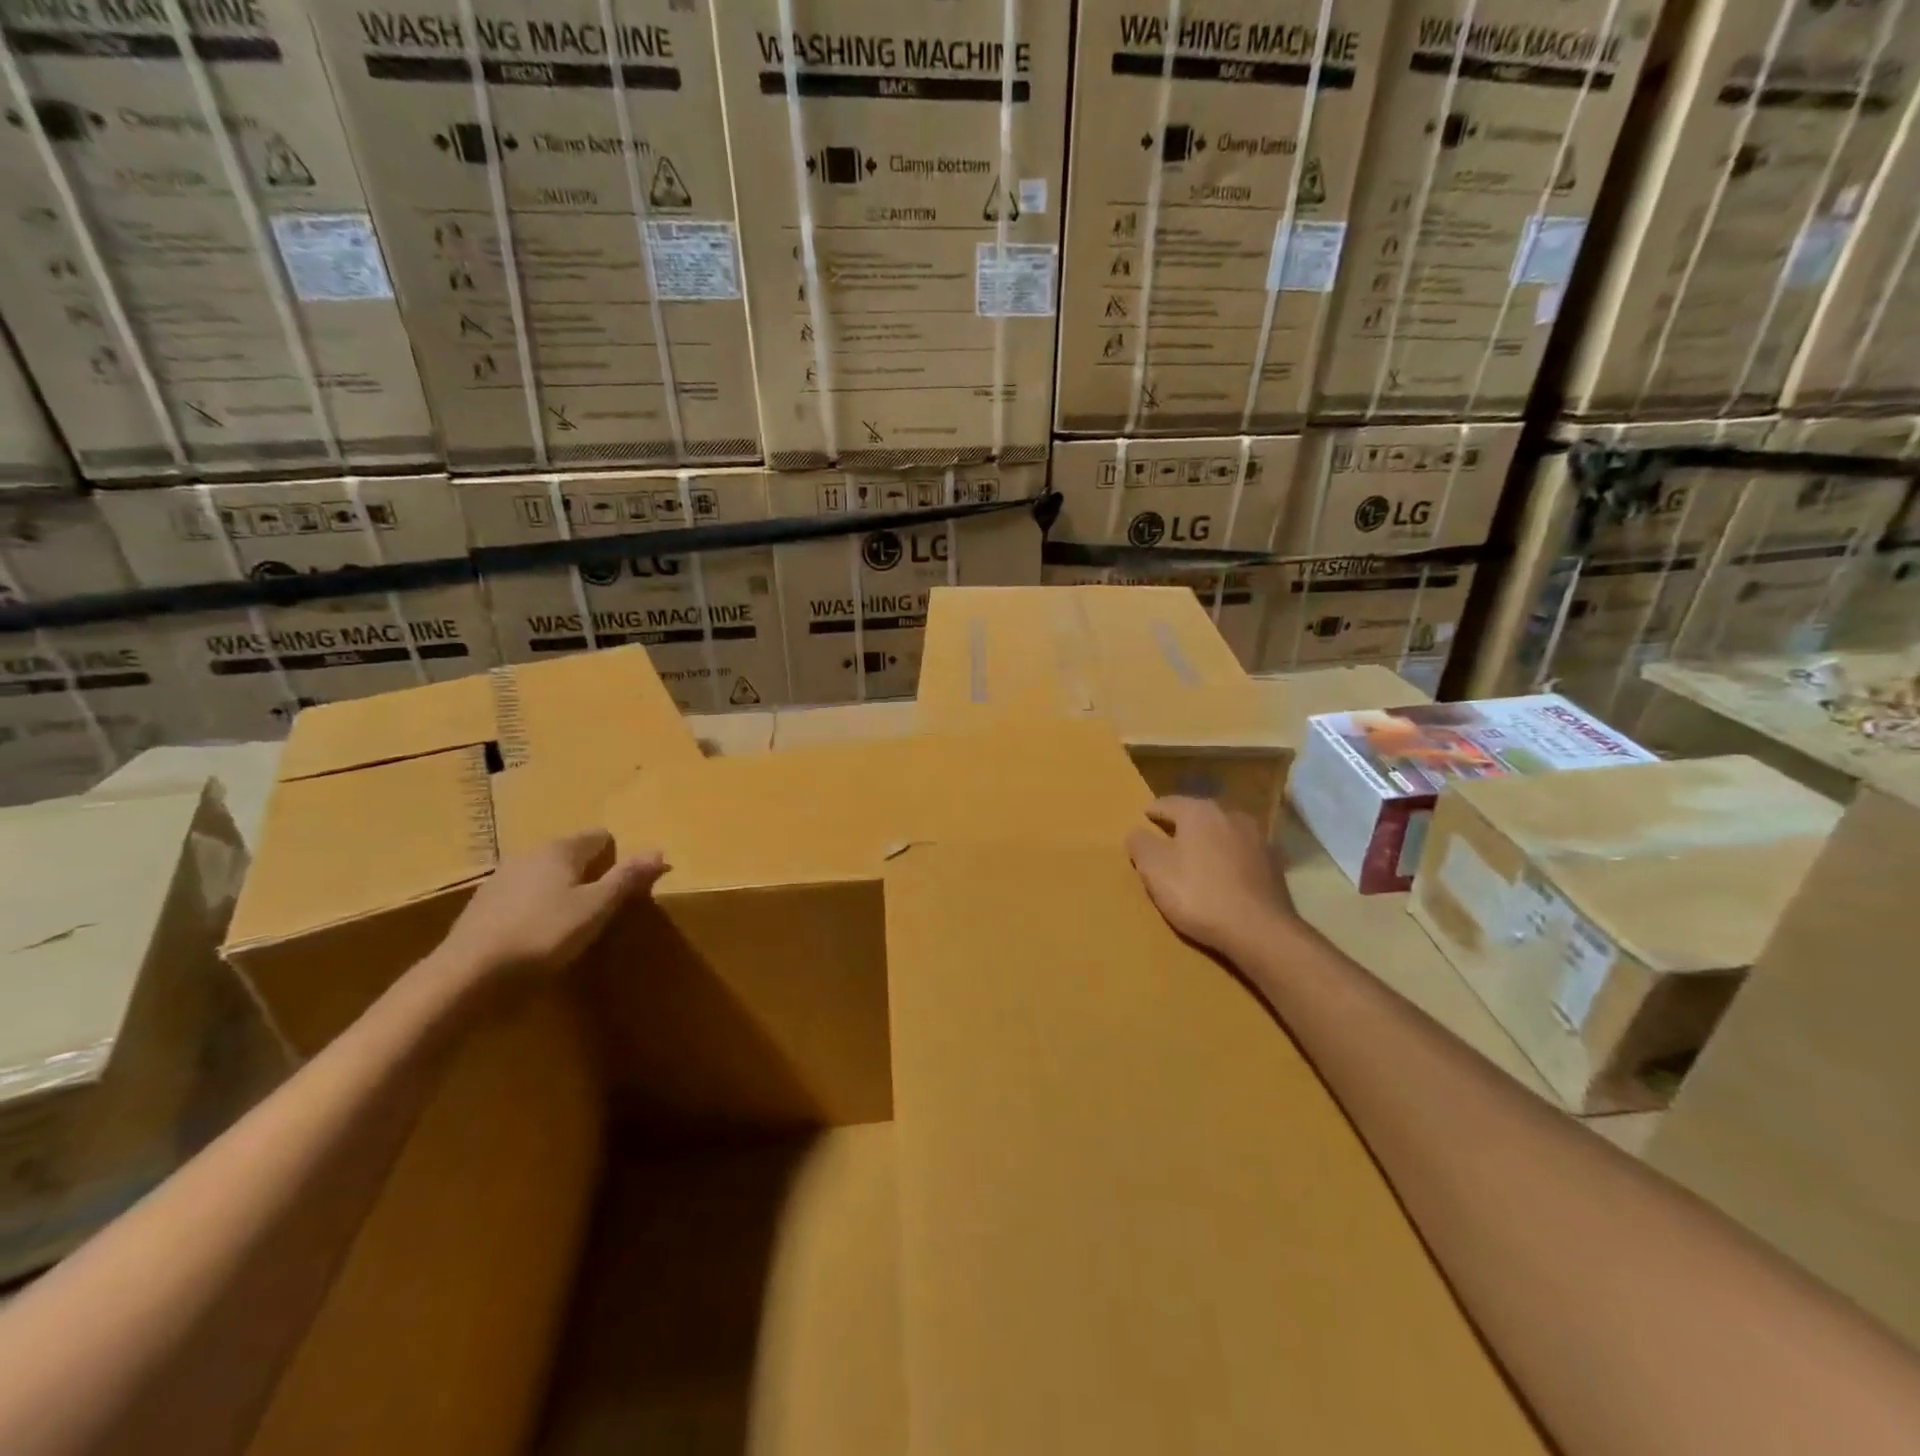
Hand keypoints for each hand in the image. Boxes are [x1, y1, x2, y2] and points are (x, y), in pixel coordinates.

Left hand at [438, 829, 667, 982]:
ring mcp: (501, 878)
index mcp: (561, 849)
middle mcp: (530, 854)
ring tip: (570, 925)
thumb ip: (627, 878)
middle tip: (601, 908)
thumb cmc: (543, 935)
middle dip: (590, 874)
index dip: (617, 858)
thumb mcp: (596, 908)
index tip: (624, 888)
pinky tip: (537, 936)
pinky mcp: (483, 906)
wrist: (467, 974)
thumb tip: (658, 851)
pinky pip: (523, 896)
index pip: (600, 837)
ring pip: (545, 875)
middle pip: (572, 854)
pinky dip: (536, 908)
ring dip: (561, 892)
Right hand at [1126, 796, 1295, 959]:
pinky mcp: (1274, 864)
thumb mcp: (1154, 870)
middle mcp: (1231, 815)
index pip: (1168, 803)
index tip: (1143, 820)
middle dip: (1182, 827)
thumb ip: (1141, 844)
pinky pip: (1241, 855)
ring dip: (1207, 843)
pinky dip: (1228, 861)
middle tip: (1166, 841)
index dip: (1152, 812)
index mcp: (1199, 811)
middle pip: (1198, 816)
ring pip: (1222, 834)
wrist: (1260, 931)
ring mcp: (1258, 839)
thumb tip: (1137, 831)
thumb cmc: (1199, 894)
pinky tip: (1222, 879)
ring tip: (1195, 861)